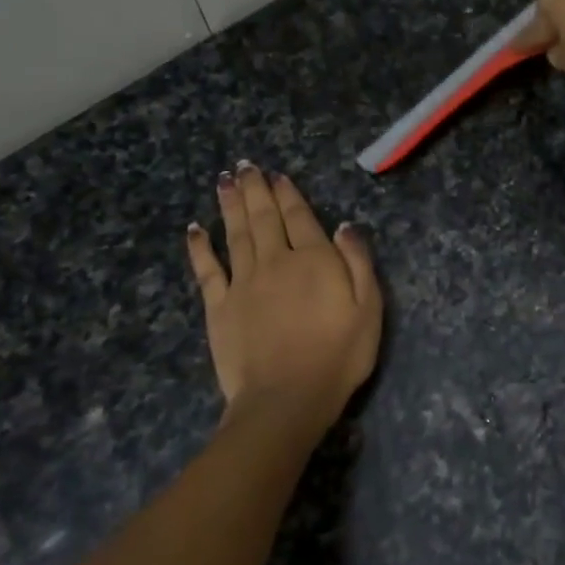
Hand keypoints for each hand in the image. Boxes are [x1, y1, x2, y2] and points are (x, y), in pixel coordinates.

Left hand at [186, 164, 381, 431]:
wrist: (287, 398)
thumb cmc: (339, 356)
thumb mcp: (369, 309)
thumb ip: (358, 263)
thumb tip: (345, 226)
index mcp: (314, 260)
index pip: (300, 217)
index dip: (288, 194)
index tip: (278, 175)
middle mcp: (276, 261)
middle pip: (264, 217)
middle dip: (255, 189)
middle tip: (244, 166)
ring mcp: (243, 283)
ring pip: (236, 233)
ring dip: (230, 205)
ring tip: (225, 181)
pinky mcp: (219, 306)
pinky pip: (207, 269)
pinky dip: (200, 247)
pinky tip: (195, 229)